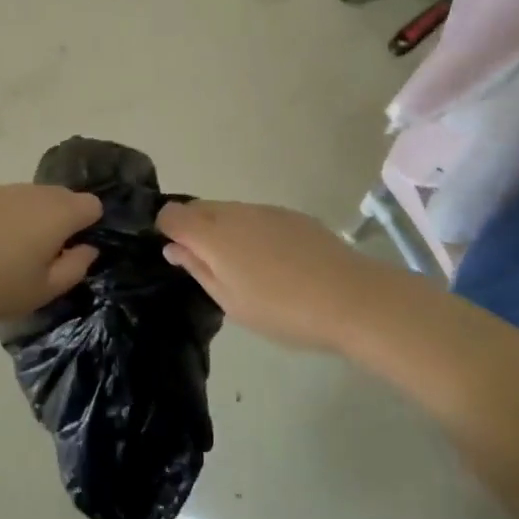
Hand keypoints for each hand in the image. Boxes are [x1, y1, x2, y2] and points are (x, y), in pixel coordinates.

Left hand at [0, 184, 104, 329]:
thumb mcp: (42, 291)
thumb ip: (75, 267)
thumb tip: (87, 248)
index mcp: (57, 214)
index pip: (92, 205)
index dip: (89, 227)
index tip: (73, 253)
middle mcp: (34, 193)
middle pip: (63, 196)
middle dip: (63, 220)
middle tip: (45, 257)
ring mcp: (2, 189)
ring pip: (33, 197)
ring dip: (34, 217)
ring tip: (12, 252)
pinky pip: (6, 200)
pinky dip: (7, 215)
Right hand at [156, 200, 384, 351]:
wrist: (351, 297)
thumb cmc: (283, 309)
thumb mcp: (231, 301)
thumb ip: (198, 269)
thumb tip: (174, 247)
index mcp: (213, 234)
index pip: (172, 215)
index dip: (166, 231)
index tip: (176, 255)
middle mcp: (234, 212)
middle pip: (198, 208)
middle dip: (193, 229)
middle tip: (206, 266)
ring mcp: (264, 209)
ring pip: (228, 211)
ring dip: (222, 230)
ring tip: (242, 267)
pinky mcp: (289, 214)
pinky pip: (255, 215)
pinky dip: (249, 231)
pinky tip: (271, 261)